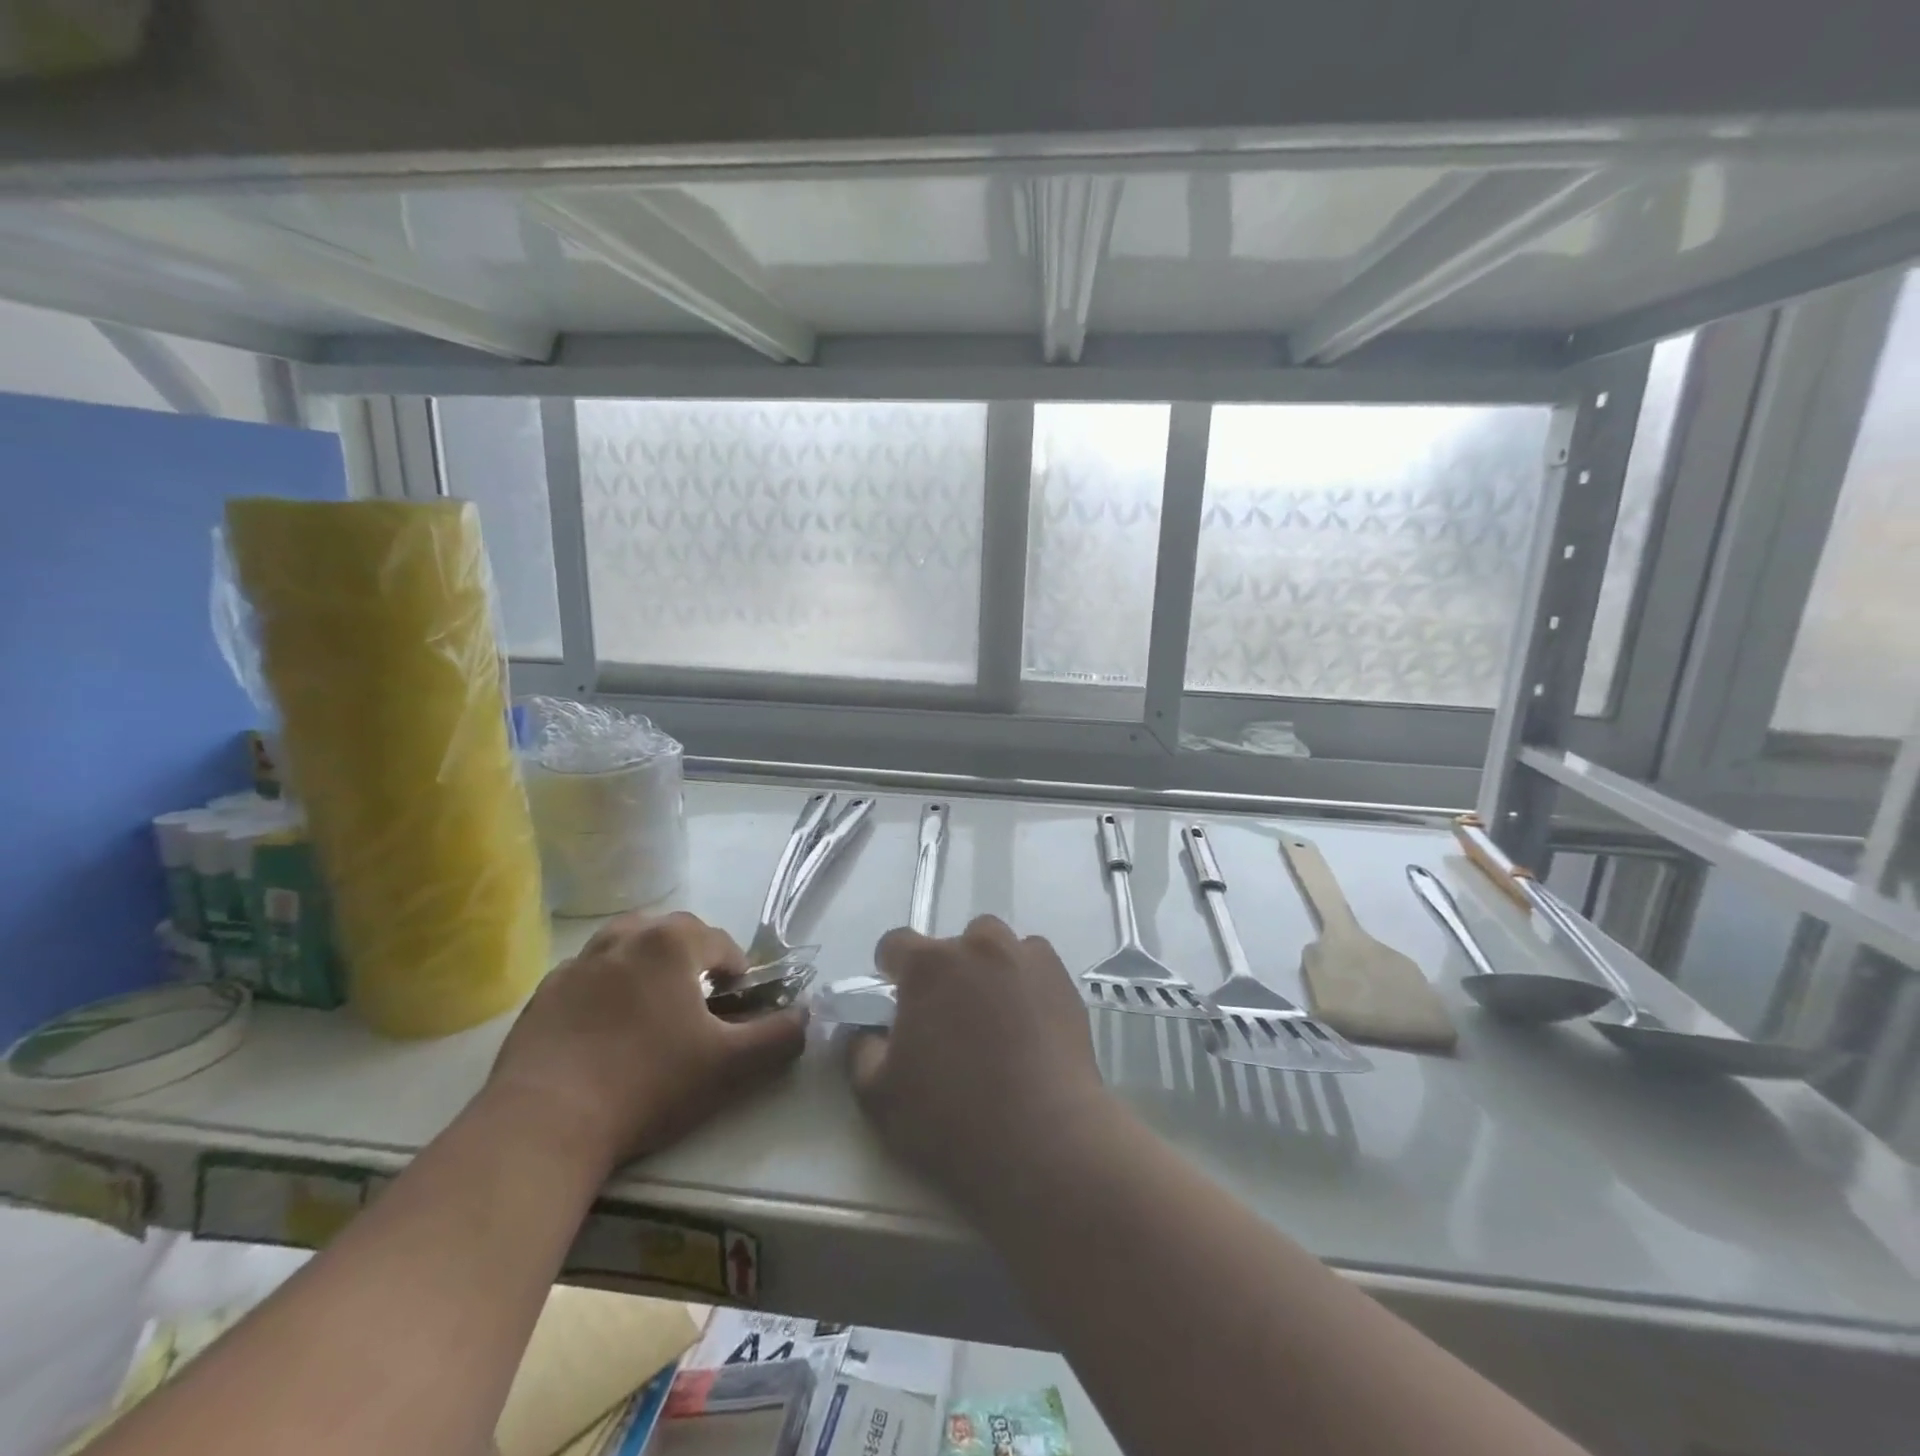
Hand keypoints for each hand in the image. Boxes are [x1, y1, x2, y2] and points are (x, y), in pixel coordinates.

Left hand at [487, 911, 806, 1173]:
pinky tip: (603, 1035)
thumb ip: (780, 1036)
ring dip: (646, 968)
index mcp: (671, 944)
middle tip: (697, 1010)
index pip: (721, 942)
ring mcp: (577, 965)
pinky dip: (604, 992)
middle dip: (692, 963)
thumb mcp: (731, 1066)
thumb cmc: (648, 1084)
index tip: (736, 1009)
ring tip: (651, 1013)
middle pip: (672, 935)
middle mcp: (623, 939)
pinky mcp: (542, 996)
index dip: (738, 973)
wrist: (544, 1124)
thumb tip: (806, 1015)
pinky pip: (587, 978)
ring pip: (625, 948)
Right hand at [848, 916, 1111, 1210]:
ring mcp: (1024, 958)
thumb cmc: (952, 1119)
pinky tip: (1029, 1017)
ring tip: (993, 1014)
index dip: (891, 970)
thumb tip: (867, 1029)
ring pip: (996, 945)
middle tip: (948, 1020)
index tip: (897, 1001)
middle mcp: (976, 947)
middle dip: (944, 972)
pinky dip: (1025, 978)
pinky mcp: (1062, 979)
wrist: (1044, 1139)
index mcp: (927, 966)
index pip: (895, 943)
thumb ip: (861, 1050)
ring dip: (987, 967)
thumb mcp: (879, 1096)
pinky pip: (1034, 961)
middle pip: (951, 944)